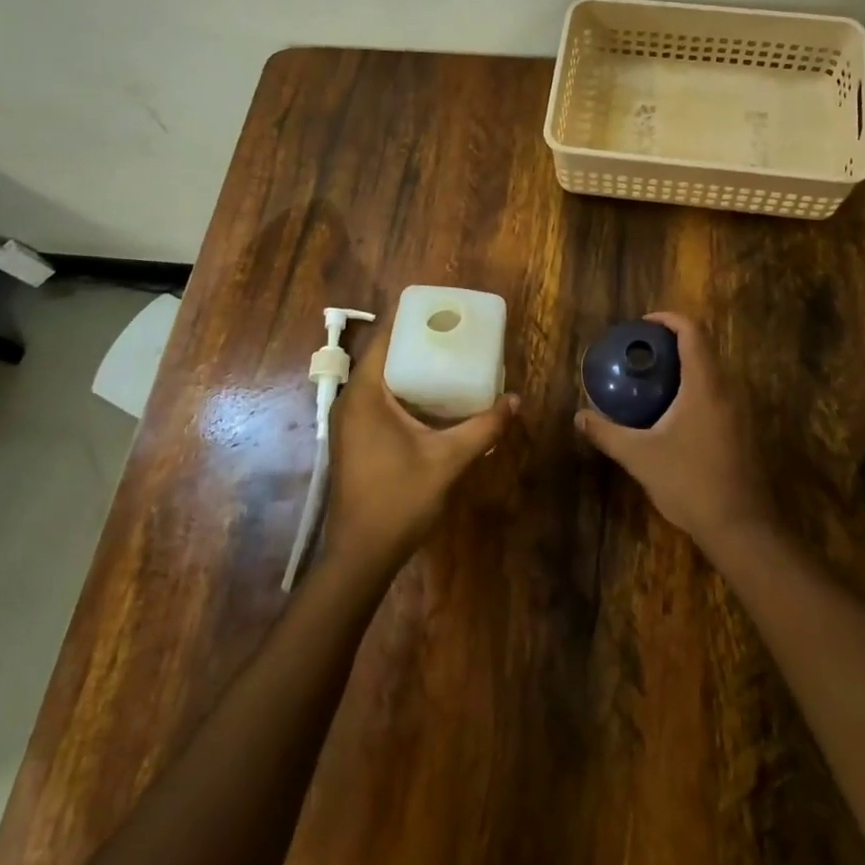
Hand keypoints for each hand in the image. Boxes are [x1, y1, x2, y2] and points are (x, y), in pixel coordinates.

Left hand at [324, 322, 517, 570]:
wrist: (361, 555)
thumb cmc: (399, 499)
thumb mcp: (448, 460)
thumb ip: (483, 427)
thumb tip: (515, 400)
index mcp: (365, 395)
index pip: (383, 338)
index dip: (410, 319)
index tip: (441, 308)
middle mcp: (351, 401)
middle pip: (383, 355)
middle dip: (417, 341)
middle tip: (454, 332)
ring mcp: (349, 423)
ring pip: (381, 380)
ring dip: (411, 367)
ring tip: (449, 358)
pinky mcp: (355, 440)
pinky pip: (379, 400)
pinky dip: (404, 390)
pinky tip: (433, 399)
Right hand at [574, 312, 774, 549]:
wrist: (739, 526)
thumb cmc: (689, 482)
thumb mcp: (639, 456)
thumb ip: (607, 433)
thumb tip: (579, 416)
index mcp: (704, 385)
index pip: (692, 332)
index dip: (668, 319)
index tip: (643, 324)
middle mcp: (727, 389)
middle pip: (704, 348)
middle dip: (673, 342)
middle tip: (642, 351)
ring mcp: (739, 411)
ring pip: (712, 372)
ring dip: (685, 366)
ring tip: (652, 378)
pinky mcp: (742, 430)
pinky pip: (717, 393)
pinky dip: (695, 388)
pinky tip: (672, 412)